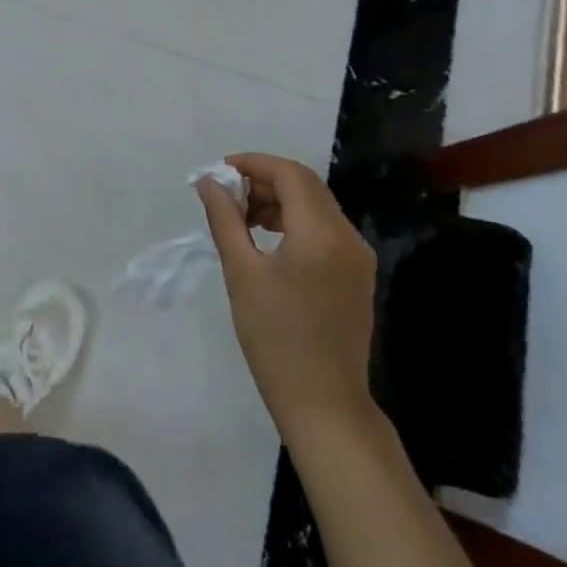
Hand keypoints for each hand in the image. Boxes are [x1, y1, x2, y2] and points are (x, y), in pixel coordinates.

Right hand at [195, 154, 376, 438]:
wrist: (323, 402)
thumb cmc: (275, 337)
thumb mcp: (241, 273)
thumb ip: (225, 219)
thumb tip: (209, 182)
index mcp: (321, 234)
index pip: (290, 174)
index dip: (252, 164)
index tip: (218, 172)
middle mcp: (347, 237)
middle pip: (305, 185)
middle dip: (263, 180)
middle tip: (226, 195)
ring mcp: (357, 257)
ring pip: (316, 206)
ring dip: (278, 200)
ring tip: (241, 219)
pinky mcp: (357, 274)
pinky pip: (324, 229)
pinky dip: (294, 221)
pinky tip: (267, 239)